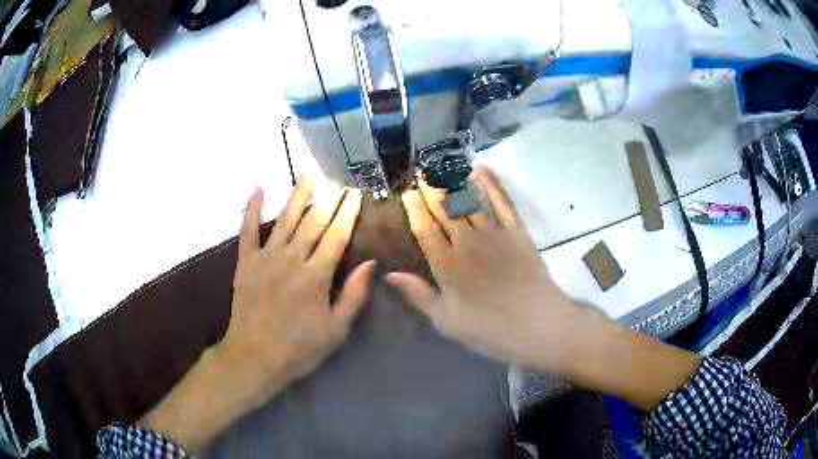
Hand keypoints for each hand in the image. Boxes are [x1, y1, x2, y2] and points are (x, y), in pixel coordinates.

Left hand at [217, 177, 376, 405]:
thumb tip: (370, 263)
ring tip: (308, 175)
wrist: (254, 357)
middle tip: (338, 182)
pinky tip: (257, 189)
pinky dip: (251, 208)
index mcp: (316, 276)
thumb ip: (354, 295)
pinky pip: (247, 230)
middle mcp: (291, 259)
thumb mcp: (336, 330)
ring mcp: (265, 258)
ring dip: (298, 195)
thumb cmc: (299, 348)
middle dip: (329, 200)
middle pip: (313, 222)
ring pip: (285, 219)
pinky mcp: (245, 262)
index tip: (356, 194)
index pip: (336, 236)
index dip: (348, 213)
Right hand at [387, 166, 606, 372]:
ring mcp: (495, 234)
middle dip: (431, 188)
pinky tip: (481, 170)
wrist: (538, 325)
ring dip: (456, 180)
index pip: (425, 229)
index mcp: (447, 265)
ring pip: (470, 201)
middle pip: (445, 210)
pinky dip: (492, 184)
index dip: (415, 209)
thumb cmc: (489, 329)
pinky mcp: (518, 231)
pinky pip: (502, 202)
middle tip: (422, 170)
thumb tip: (390, 274)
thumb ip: (418, 295)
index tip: (407, 193)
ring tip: (444, 164)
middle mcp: (468, 243)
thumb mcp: (447, 321)